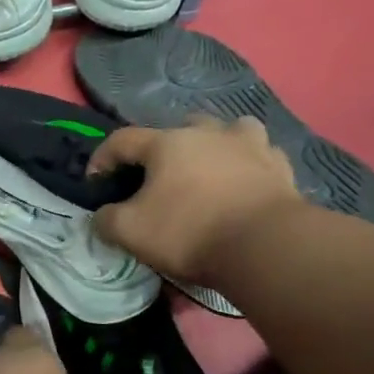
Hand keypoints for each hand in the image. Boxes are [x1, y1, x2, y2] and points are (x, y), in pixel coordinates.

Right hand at [88, 116, 300, 283]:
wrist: (264, 245)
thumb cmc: (189, 232)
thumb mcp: (130, 232)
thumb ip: (107, 220)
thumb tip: (102, 216)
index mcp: (167, 143)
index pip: (122, 140)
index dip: (102, 158)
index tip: (95, 182)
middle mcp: (208, 132)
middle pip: (178, 128)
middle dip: (161, 149)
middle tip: (155, 177)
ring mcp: (249, 145)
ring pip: (227, 130)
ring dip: (213, 144)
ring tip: (207, 167)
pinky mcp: (279, 166)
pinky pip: (259, 155)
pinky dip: (247, 164)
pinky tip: (243, 181)